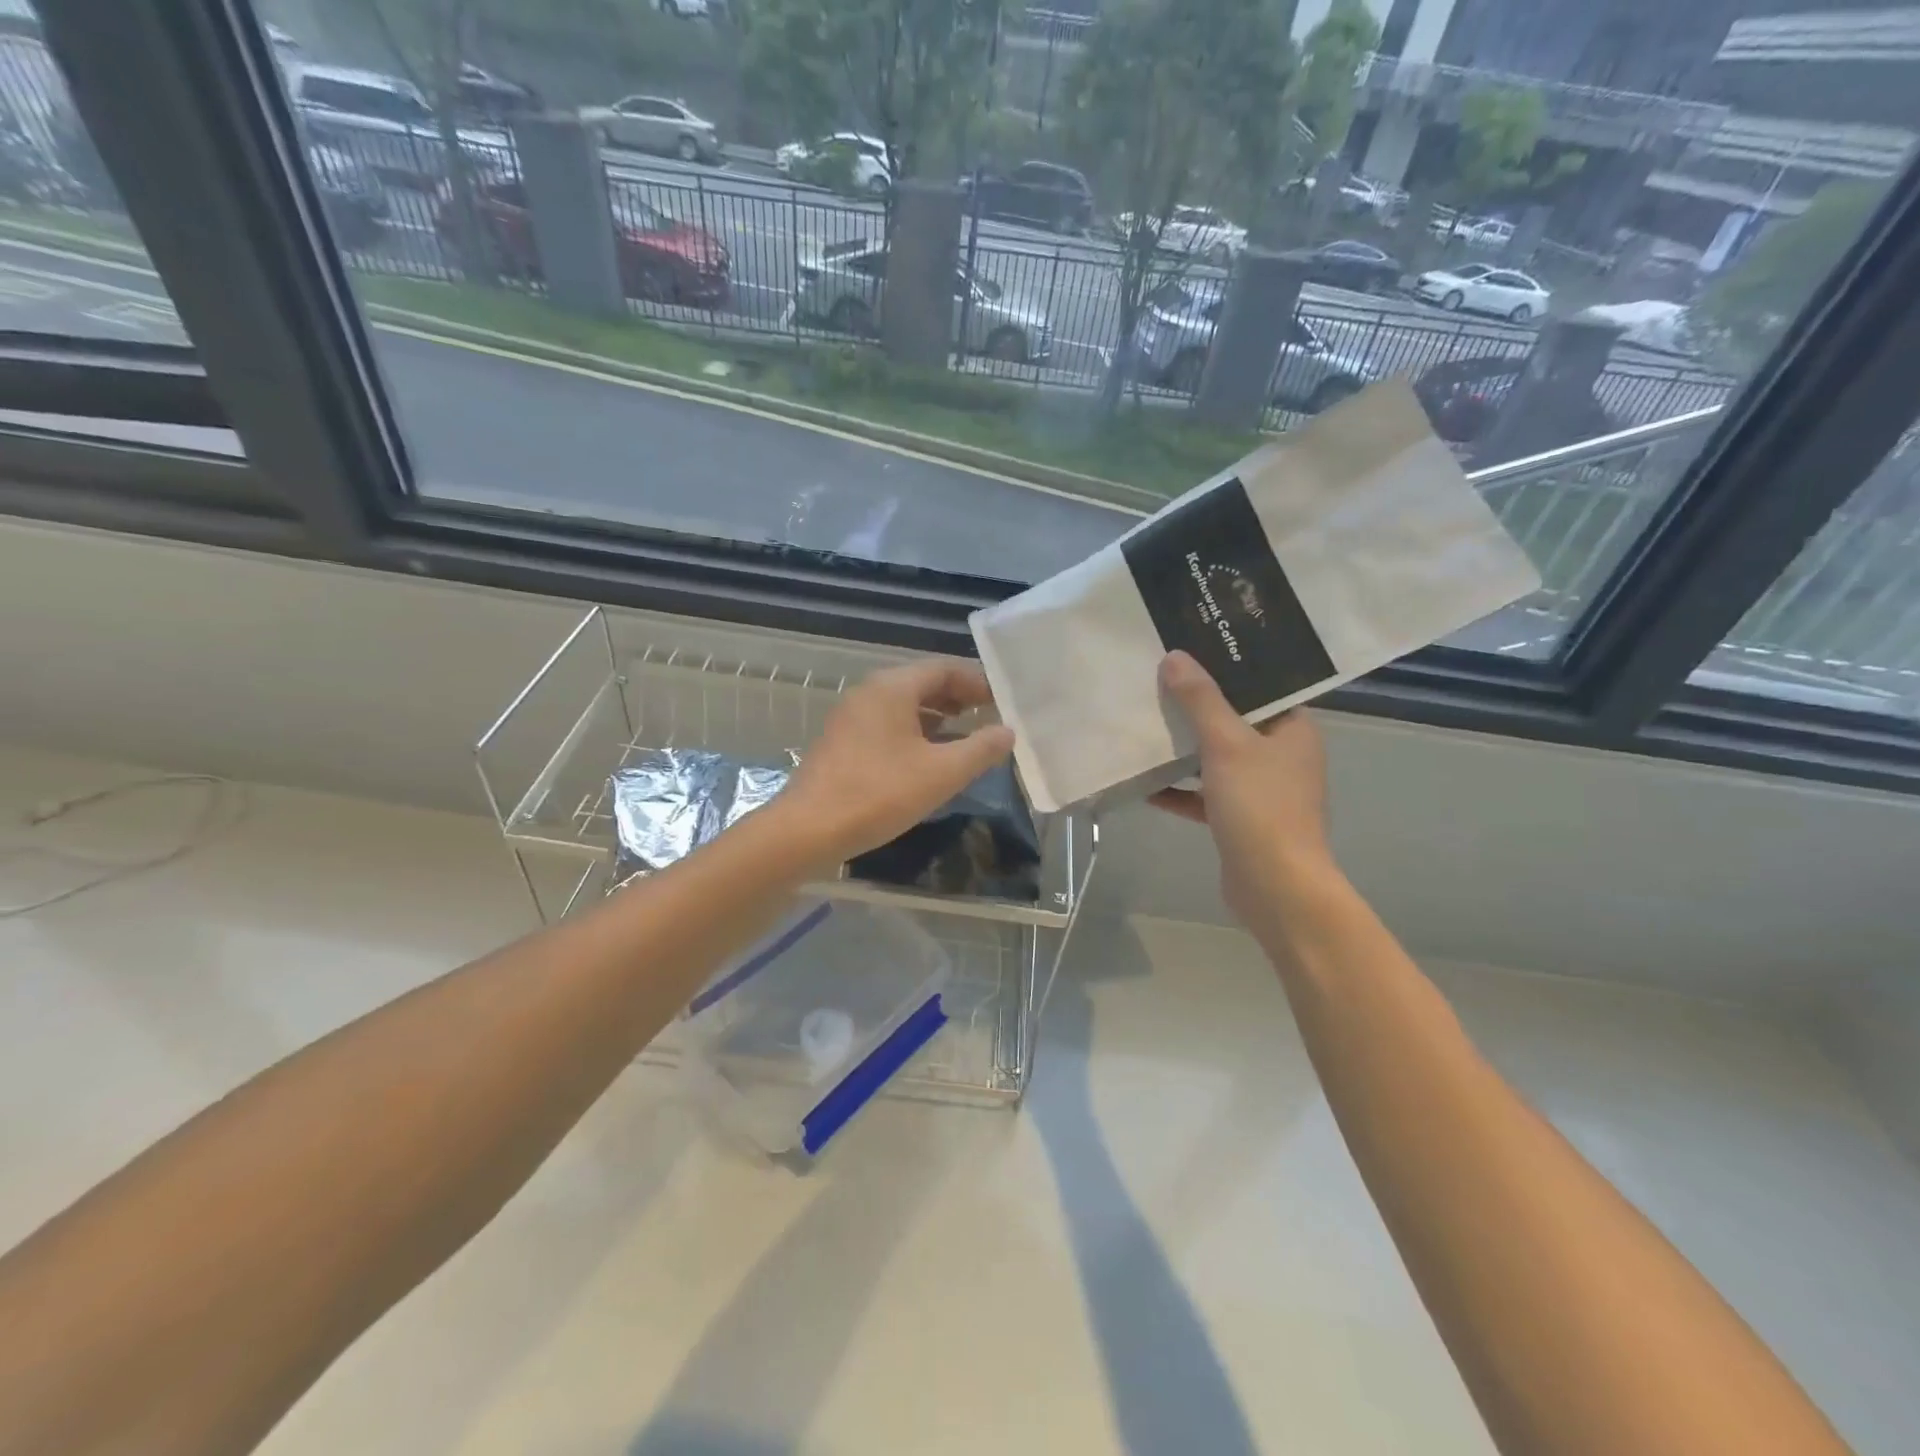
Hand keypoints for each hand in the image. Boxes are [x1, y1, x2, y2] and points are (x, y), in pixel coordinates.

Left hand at [777, 659, 1014, 869]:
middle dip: (958, 699)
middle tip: (990, 717)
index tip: (1002, 702)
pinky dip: (914, 733)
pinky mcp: (842, 742)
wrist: (808, 829)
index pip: (943, 669)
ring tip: (966, 738)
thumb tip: (1007, 732)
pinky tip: (929, 759)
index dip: (977, 682)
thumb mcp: (941, 773)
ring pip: (903, 706)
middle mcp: (869, 693)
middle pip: (922, 684)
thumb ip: (980, 749)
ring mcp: (850, 717)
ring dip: (937, 717)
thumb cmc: (879, 794)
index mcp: (892, 688)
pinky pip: (887, 725)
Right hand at [1150, 651, 1337, 927]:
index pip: (1261, 686)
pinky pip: (1203, 795)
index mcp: (1292, 730)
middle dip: (1196, 706)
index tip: (1190, 650)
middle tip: (1157, 681)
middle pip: (1233, 720)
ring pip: (1216, 758)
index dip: (1227, 668)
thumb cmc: (1259, 806)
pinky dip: (1179, 790)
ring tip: (1144, 724)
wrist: (1275, 887)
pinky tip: (1145, 784)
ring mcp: (1260, 790)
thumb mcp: (1227, 744)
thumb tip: (1175, 657)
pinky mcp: (1239, 819)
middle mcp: (1281, 755)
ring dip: (1183, 749)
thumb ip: (1200, 700)